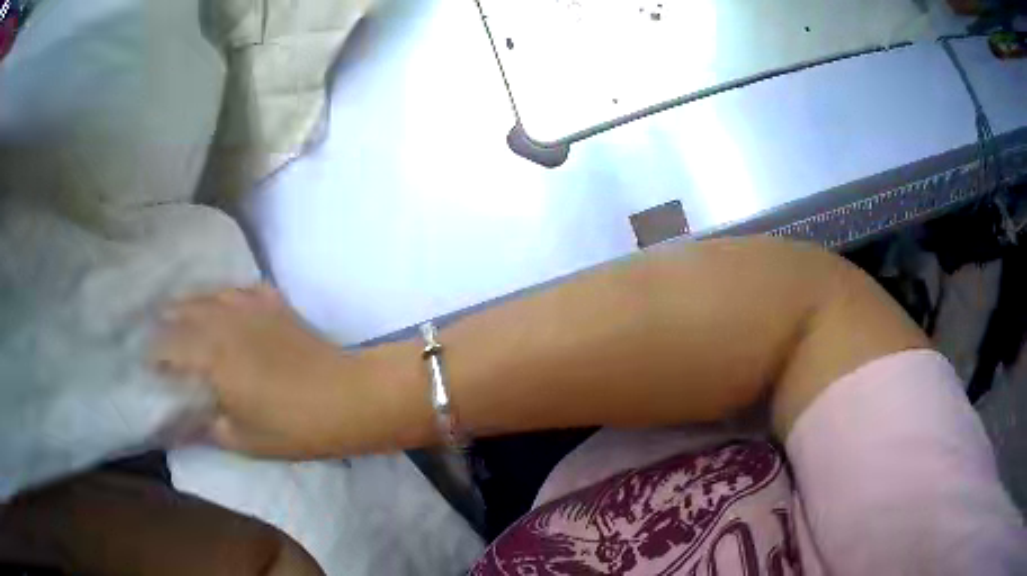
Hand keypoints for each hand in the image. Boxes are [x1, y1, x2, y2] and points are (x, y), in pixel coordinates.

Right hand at [151, 285, 366, 456]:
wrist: (346, 397)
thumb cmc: (292, 426)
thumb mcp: (243, 439)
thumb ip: (207, 429)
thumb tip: (180, 428)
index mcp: (211, 355)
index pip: (170, 346)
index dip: (155, 354)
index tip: (147, 362)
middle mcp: (225, 322)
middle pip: (186, 312)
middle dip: (167, 319)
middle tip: (156, 327)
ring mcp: (252, 308)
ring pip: (212, 295)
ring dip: (192, 301)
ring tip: (181, 308)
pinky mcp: (276, 305)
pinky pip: (244, 290)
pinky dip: (229, 294)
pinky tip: (227, 300)